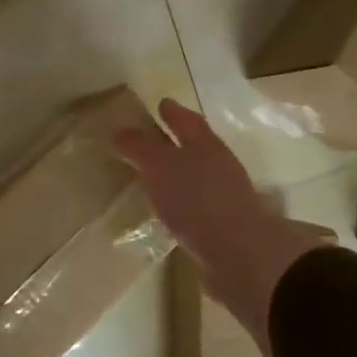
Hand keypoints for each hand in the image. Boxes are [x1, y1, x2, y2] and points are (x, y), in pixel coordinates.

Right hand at [115, 98, 333, 348]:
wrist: (237, 253)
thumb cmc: (196, 199)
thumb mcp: (160, 166)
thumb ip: (140, 148)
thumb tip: (119, 129)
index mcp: (206, 146)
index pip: (187, 121)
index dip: (173, 112)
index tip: (161, 103)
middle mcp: (218, 166)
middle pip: (195, 147)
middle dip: (176, 141)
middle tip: (153, 138)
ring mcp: (224, 197)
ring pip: (197, 176)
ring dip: (179, 174)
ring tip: (155, 176)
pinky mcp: (222, 226)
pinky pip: (196, 205)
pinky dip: (181, 202)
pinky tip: (168, 210)